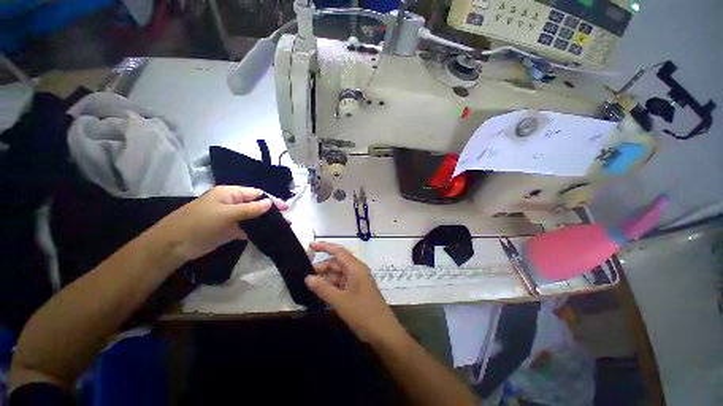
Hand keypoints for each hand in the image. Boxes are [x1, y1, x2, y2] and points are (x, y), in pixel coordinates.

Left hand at [155, 186, 286, 261]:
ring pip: (253, 218)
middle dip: (272, 211)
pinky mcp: (229, 230)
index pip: (256, 193)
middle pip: (257, 205)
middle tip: (287, 219)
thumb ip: (250, 209)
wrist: (174, 245)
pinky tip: (268, 235)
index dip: (271, 199)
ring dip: (266, 222)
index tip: (285, 208)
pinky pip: (247, 228)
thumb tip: (270, 203)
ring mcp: (231, 218)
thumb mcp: (226, 214)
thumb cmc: (200, 223)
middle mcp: (232, 203)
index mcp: (230, 193)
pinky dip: (257, 231)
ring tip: (282, 227)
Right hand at [305, 242, 404, 343]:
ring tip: (312, 286)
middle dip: (323, 267)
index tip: (310, 246)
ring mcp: (358, 280)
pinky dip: (332, 285)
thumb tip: (307, 278)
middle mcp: (357, 270)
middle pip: (337, 262)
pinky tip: (323, 292)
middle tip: (307, 277)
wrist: (383, 331)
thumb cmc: (362, 313)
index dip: (324, 247)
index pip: (338, 251)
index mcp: (355, 267)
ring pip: (339, 273)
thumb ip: (322, 288)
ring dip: (327, 278)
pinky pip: (342, 282)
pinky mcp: (358, 289)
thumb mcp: (339, 301)